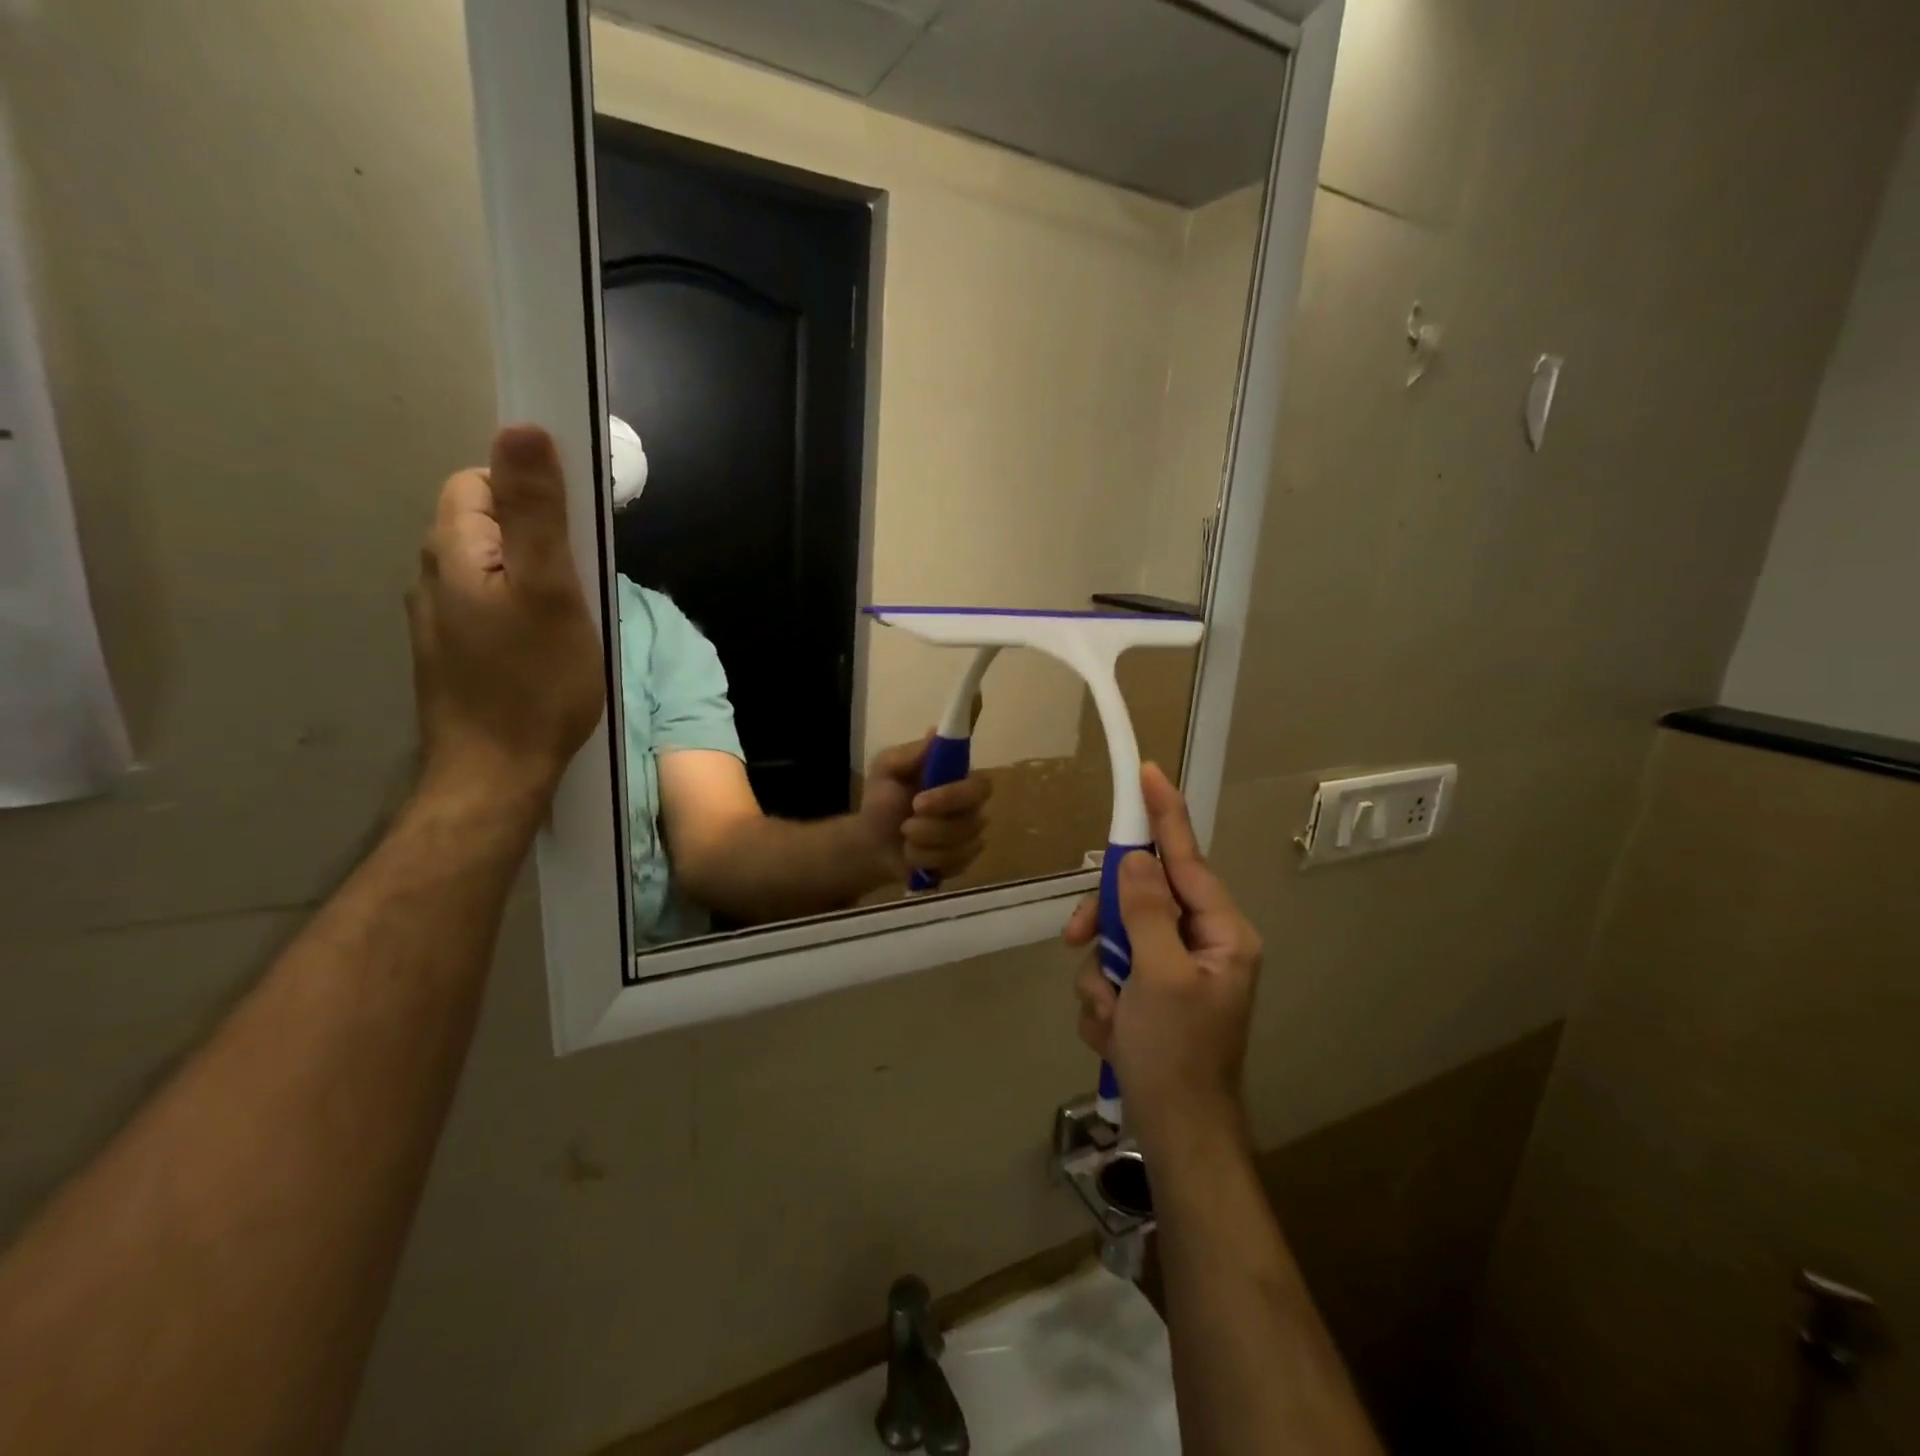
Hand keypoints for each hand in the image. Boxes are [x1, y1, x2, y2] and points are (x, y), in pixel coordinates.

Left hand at [407, 425, 604, 806]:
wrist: (496, 773)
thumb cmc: (534, 682)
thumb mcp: (551, 591)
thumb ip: (537, 511)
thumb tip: (524, 427)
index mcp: (454, 549)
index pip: (481, 482)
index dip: (531, 496)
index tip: (574, 539)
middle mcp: (432, 574)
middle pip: (484, 523)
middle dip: (535, 538)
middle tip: (579, 584)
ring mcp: (438, 618)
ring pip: (488, 568)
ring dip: (529, 576)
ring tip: (569, 618)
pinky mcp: (452, 653)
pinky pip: (487, 606)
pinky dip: (518, 609)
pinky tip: (544, 647)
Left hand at [857, 731, 992, 883]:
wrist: (871, 844)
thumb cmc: (882, 801)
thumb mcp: (886, 769)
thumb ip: (910, 754)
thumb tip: (937, 731)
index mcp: (956, 777)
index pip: (978, 780)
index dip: (955, 792)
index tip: (920, 799)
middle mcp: (971, 804)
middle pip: (974, 811)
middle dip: (939, 817)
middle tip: (909, 818)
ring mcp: (970, 833)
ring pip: (961, 840)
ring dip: (925, 840)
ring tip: (904, 836)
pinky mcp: (964, 859)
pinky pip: (955, 862)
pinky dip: (925, 859)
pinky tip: (912, 854)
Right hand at [1064, 763, 1260, 1152]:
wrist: (1177, 1135)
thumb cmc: (1177, 1054)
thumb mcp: (1158, 977)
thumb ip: (1145, 911)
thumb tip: (1134, 859)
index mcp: (1221, 932)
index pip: (1186, 858)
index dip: (1164, 814)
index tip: (1147, 774)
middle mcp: (1201, 943)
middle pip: (1139, 898)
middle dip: (1105, 923)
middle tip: (1079, 939)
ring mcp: (1174, 971)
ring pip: (1117, 938)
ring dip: (1101, 975)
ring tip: (1110, 1015)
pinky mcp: (1151, 995)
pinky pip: (1112, 974)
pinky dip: (1103, 1001)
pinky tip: (1114, 1032)